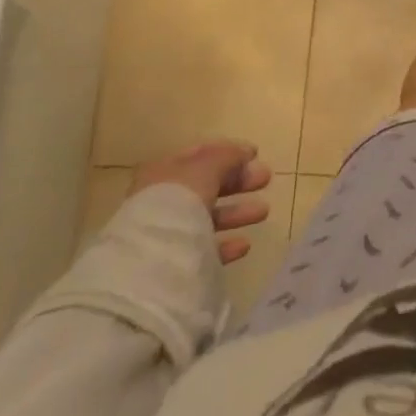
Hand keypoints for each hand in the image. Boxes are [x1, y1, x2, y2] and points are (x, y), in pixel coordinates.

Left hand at [132, 140, 272, 264]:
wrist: (150, 264)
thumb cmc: (176, 202)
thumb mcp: (205, 168)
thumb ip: (227, 157)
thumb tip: (245, 152)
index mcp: (164, 172)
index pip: (199, 154)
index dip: (228, 151)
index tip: (256, 154)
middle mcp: (164, 200)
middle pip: (207, 185)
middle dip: (238, 181)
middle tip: (265, 178)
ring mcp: (168, 233)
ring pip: (208, 217)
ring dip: (237, 212)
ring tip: (264, 211)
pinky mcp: (175, 263)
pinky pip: (205, 249)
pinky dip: (226, 244)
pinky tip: (244, 244)